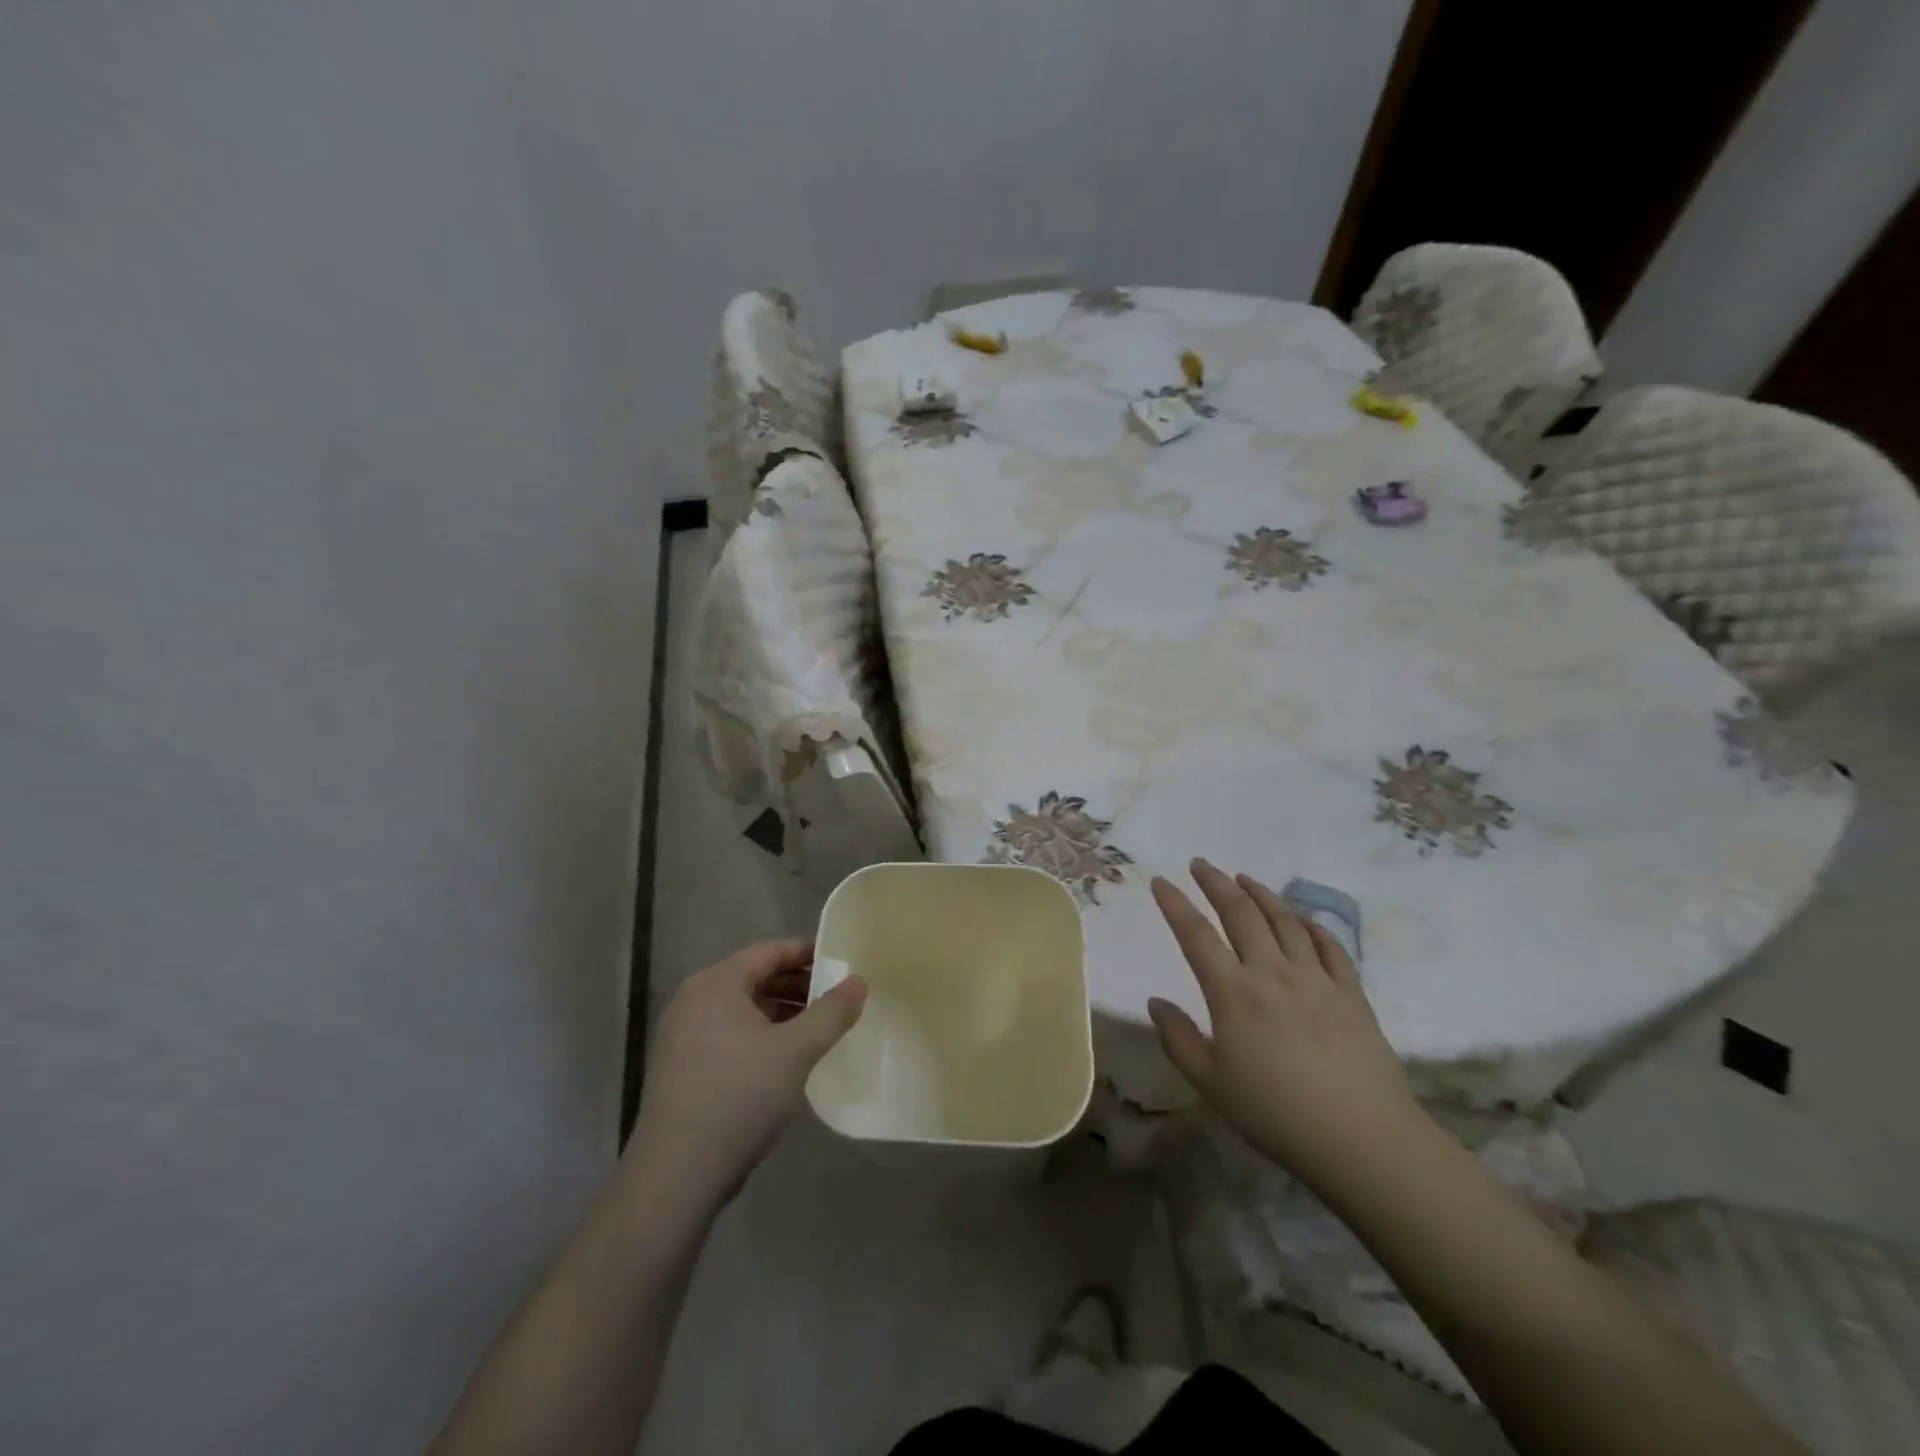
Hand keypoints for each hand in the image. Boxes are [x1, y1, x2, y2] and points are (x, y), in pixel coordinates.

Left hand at [629, 940, 865, 1207]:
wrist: (677, 1176)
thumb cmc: (739, 1098)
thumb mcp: (796, 1051)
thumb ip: (831, 1012)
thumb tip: (858, 981)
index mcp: (716, 984)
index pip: (769, 952)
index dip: (809, 953)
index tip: (843, 962)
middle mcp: (694, 1000)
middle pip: (756, 978)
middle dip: (799, 985)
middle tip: (838, 998)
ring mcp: (684, 1036)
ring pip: (745, 1009)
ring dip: (783, 1013)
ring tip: (820, 1029)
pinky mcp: (684, 1068)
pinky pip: (731, 1035)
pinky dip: (763, 1036)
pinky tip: (788, 1059)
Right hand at [1147, 860, 1424, 1200]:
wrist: (1363, 1140)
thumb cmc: (1276, 1115)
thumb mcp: (1211, 1084)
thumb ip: (1178, 1039)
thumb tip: (1156, 1002)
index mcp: (1233, 993)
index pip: (1195, 935)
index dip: (1175, 904)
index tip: (1160, 881)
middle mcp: (1272, 972)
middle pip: (1241, 913)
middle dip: (1216, 883)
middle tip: (1200, 864)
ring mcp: (1316, 979)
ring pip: (1284, 920)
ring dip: (1260, 893)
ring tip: (1243, 878)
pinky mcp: (1351, 992)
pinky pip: (1329, 945)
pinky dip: (1311, 924)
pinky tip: (1301, 918)